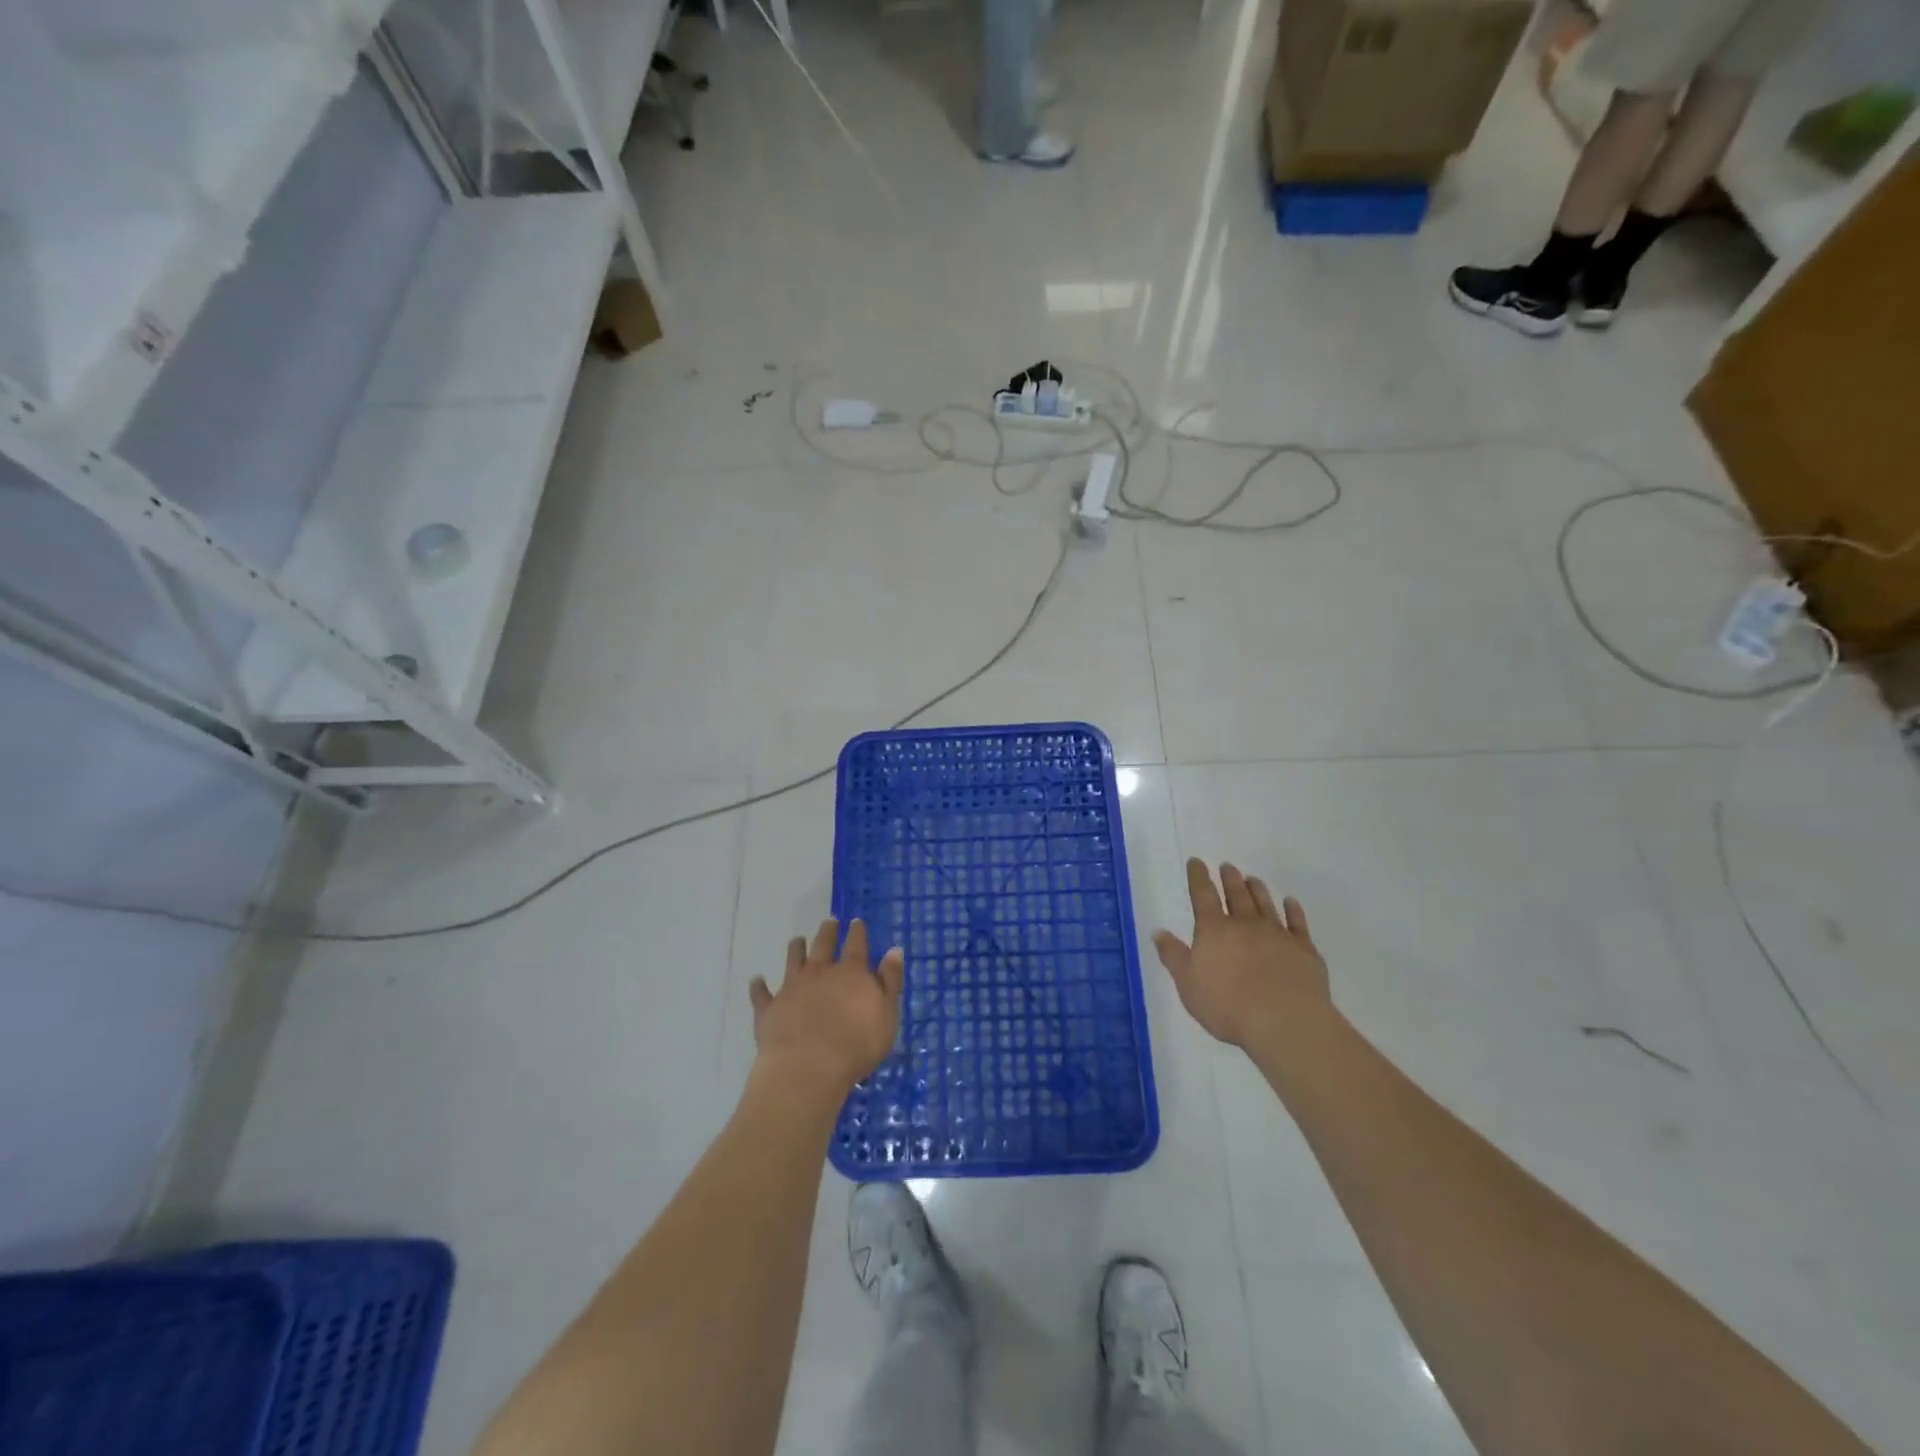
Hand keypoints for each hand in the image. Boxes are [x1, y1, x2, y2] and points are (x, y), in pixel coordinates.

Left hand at [750, 918, 903, 1097]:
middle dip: (827, 932)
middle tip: (828, 922)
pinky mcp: (770, 1008)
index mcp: (851, 973)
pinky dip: (759, 986)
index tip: (856, 921)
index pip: (856, 945)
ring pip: (793, 960)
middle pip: (823, 945)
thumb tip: (894, 950)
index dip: (857, 932)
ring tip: (797, 940)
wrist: (808, 1067)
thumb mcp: (887, 1014)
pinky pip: (761, 994)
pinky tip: (757, 981)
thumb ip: (890, 981)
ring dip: (796, 949)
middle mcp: (820, 972)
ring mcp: (792, 987)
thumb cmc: (857, 1045)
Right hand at [1153, 859, 1329, 1047]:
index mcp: (1214, 930)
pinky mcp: (1304, 949)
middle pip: (1236, 895)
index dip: (1198, 877)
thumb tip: (1158, 931)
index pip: (1203, 895)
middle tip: (1228, 866)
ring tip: (1252, 879)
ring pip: (1265, 904)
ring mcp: (1277, 934)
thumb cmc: (1227, 1006)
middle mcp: (1245, 925)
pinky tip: (1291, 903)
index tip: (1197, 861)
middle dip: (1229, 879)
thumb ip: (1173, 956)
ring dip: (1257, 890)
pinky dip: (1294, 910)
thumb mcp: (1188, 984)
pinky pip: (1297, 923)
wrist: (1284, 1021)